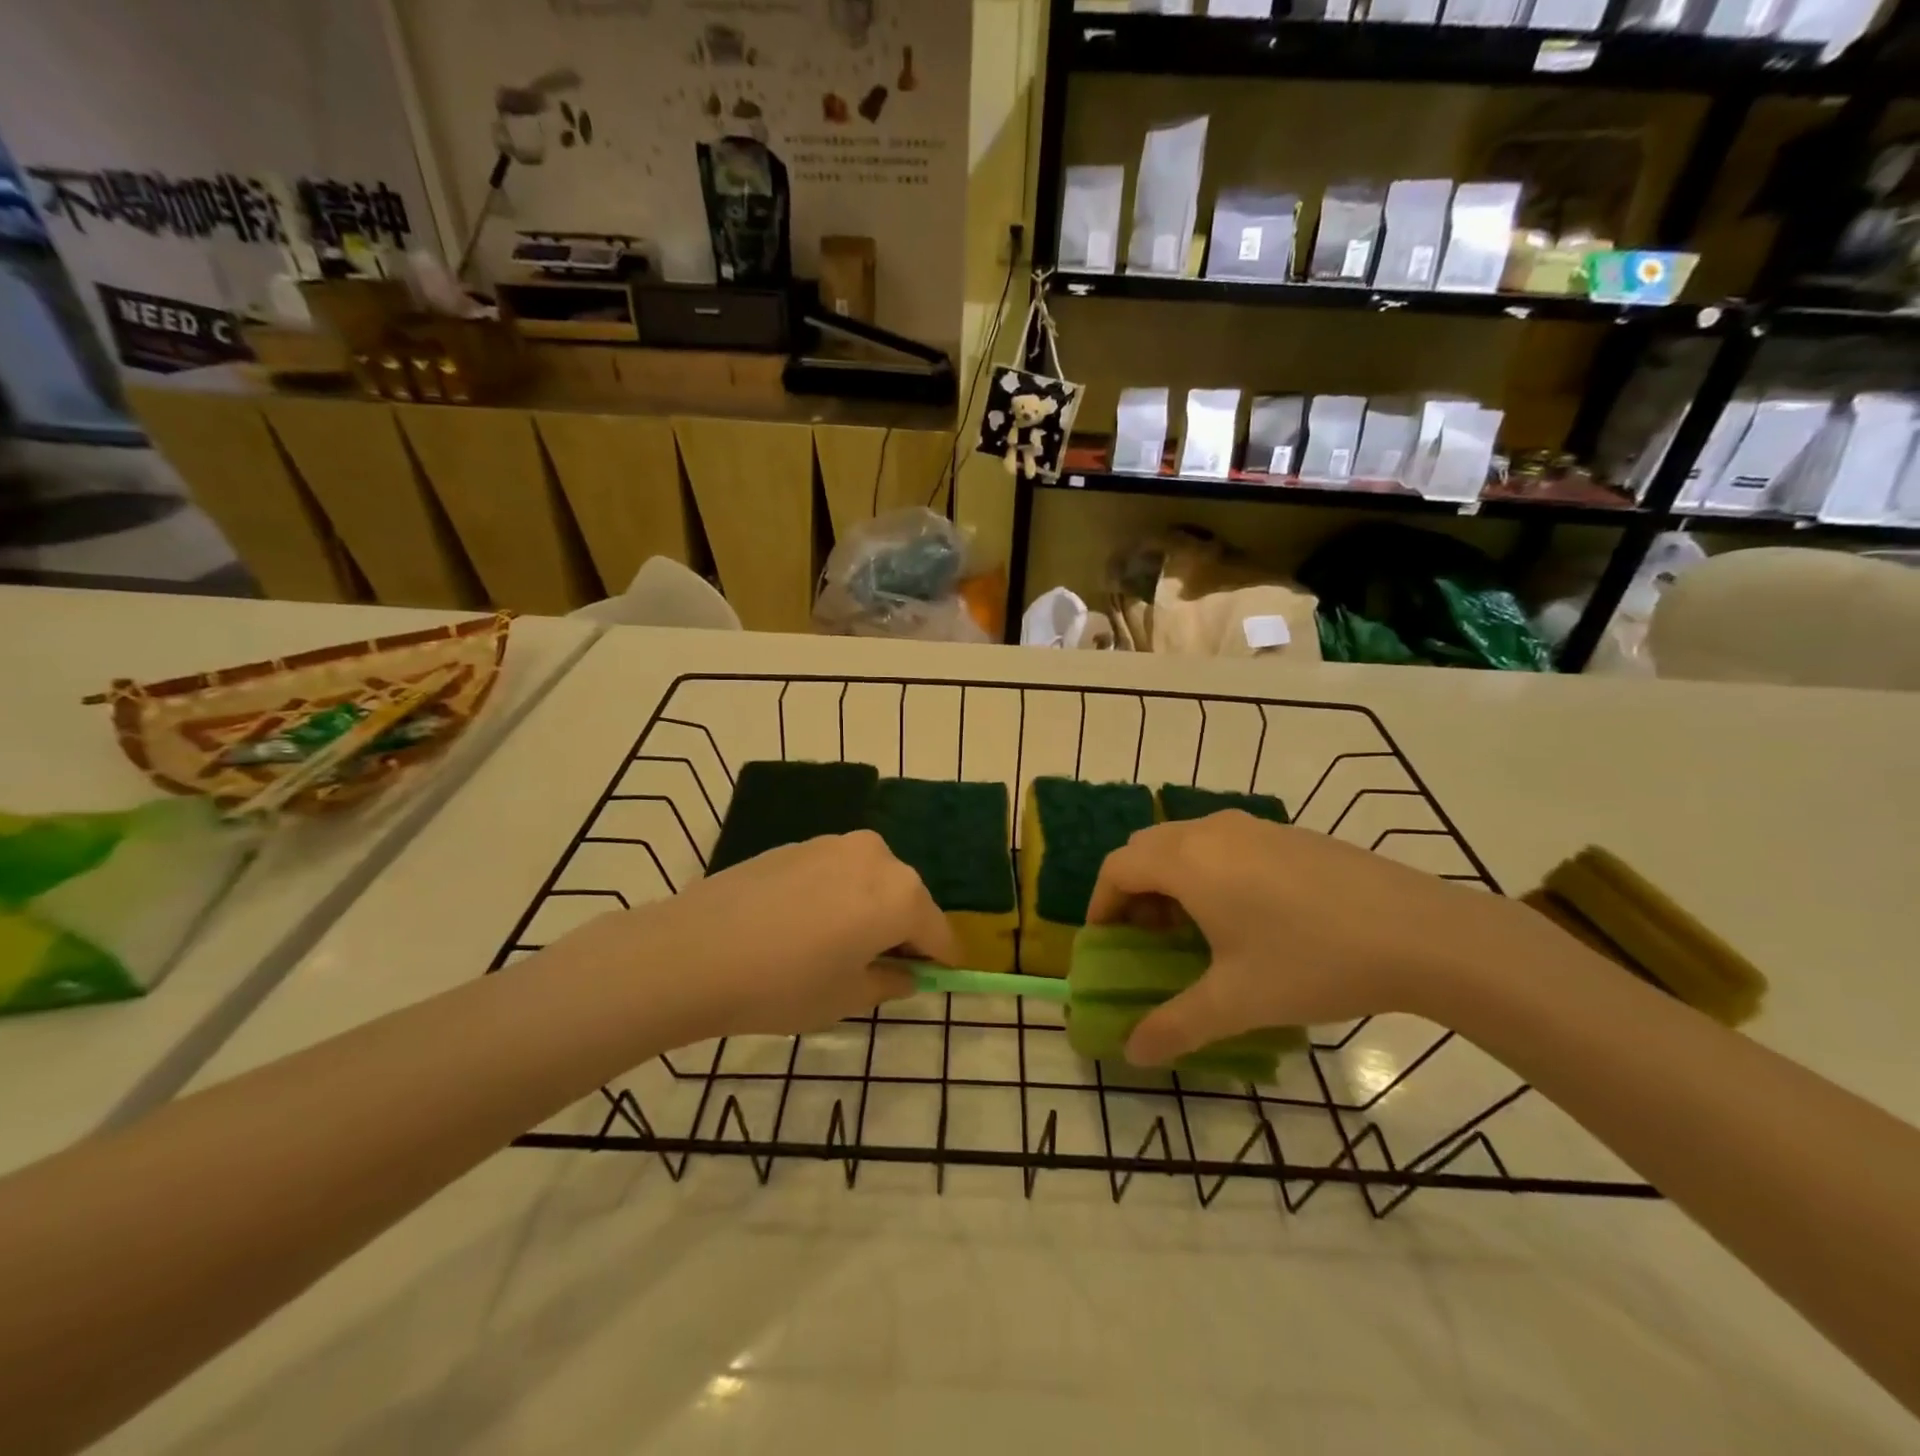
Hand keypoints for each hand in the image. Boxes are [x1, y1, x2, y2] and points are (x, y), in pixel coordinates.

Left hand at [553, 830, 958, 1041]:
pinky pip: (838, 872)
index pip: (938, 933)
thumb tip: (906, 974)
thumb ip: (889, 983)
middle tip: (881, 969)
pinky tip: (805, 927)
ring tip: (838, 948)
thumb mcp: (846, 998)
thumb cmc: (783, 984)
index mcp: (901, 894)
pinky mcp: (800, 843)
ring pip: (872, 881)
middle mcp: (877, 856)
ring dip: (870, 910)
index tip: (938, 980)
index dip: (941, 961)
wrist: (693, 952)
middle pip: (907, 899)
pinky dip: (839, 896)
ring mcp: (835, 844)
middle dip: (903, 932)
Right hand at [1086, 811, 1531, 1066]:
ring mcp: (1254, 827)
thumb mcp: (1237, 1002)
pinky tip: (1248, 914)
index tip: (1106, 942)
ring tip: (1195, 928)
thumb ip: (1175, 1027)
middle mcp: (1212, 832)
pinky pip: (1224, 842)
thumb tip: (1131, 1054)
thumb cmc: (1313, 962)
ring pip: (1187, 841)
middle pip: (1146, 848)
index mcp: (1188, 862)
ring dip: (1172, 878)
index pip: (1118, 868)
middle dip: (1134, 890)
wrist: (1420, 933)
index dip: (1101, 903)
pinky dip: (1209, 869)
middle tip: (1147, 937)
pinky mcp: (1289, 834)